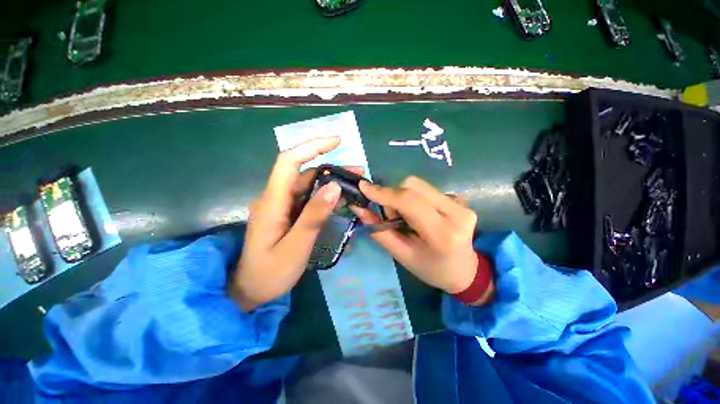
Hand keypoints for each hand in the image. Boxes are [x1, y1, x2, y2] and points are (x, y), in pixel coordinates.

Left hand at [230, 137, 348, 311]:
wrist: (250, 290)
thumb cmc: (270, 272)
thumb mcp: (296, 247)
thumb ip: (314, 216)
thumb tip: (334, 186)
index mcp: (272, 202)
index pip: (289, 161)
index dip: (311, 146)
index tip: (337, 141)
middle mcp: (276, 197)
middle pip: (304, 172)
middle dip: (331, 167)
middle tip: (358, 172)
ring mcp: (282, 205)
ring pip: (308, 184)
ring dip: (331, 181)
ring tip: (355, 184)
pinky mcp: (288, 213)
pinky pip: (308, 197)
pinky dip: (325, 194)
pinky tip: (340, 198)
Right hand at [352, 176, 489, 302]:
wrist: (465, 271)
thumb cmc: (430, 268)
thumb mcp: (400, 255)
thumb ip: (378, 230)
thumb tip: (358, 208)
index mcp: (442, 234)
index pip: (410, 202)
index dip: (384, 193)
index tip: (363, 188)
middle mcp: (456, 213)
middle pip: (413, 185)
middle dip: (394, 196)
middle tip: (393, 216)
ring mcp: (461, 204)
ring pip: (419, 185)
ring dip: (403, 196)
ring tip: (407, 217)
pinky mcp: (461, 199)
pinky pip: (427, 189)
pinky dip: (415, 198)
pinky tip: (421, 215)